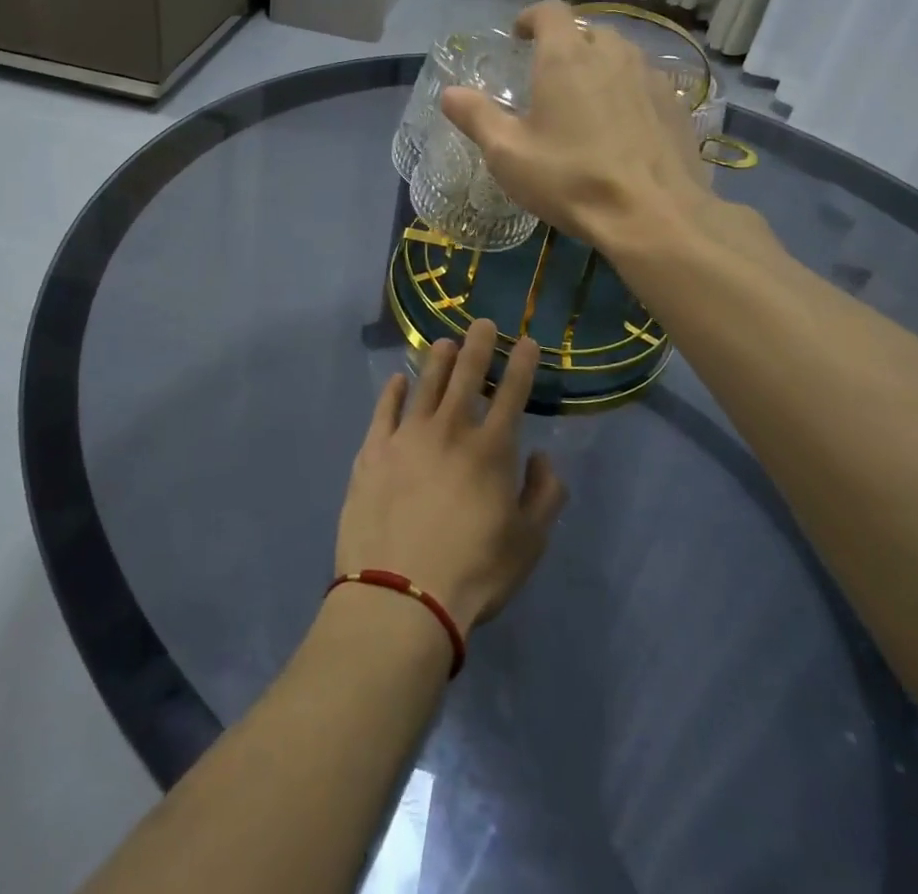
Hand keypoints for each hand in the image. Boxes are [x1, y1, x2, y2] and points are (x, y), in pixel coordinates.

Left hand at [336, 322, 566, 632]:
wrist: (400, 595)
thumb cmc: (473, 572)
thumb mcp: (528, 543)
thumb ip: (545, 495)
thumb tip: (543, 457)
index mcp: (491, 449)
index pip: (512, 394)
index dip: (521, 364)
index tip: (526, 341)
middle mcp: (449, 430)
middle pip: (466, 376)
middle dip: (478, 345)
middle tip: (483, 323)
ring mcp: (406, 436)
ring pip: (425, 384)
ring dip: (438, 360)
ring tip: (445, 343)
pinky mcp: (372, 451)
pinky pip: (384, 410)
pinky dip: (393, 392)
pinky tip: (398, 381)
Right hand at [442, 2, 787, 267]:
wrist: (654, 215)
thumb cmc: (570, 179)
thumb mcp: (507, 154)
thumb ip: (476, 117)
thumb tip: (449, 93)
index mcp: (566, 58)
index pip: (551, 12)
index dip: (532, 18)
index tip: (519, 37)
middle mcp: (612, 55)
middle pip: (587, 30)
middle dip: (566, 43)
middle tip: (548, 76)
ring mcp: (649, 78)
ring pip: (620, 55)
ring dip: (599, 65)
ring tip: (585, 100)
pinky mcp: (675, 105)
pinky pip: (644, 83)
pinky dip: (627, 91)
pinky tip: (621, 127)